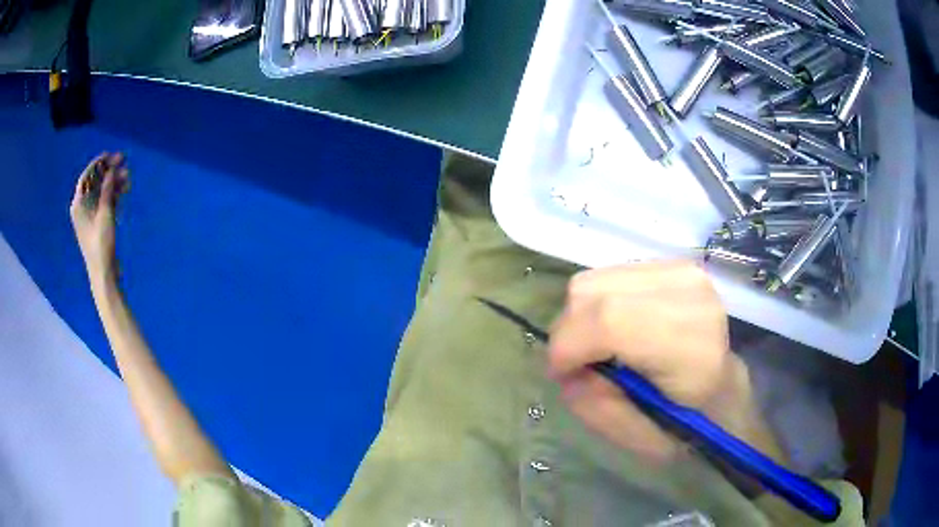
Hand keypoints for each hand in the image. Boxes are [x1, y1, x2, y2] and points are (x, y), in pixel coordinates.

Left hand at [70, 152, 129, 287]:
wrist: (103, 273)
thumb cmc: (101, 244)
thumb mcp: (105, 214)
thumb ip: (107, 190)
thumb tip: (110, 170)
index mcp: (78, 204)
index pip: (87, 177)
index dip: (98, 164)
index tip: (111, 156)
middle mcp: (82, 207)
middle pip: (95, 183)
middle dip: (109, 173)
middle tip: (124, 163)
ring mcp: (90, 216)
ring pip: (102, 192)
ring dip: (114, 184)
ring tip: (128, 180)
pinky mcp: (97, 223)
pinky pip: (105, 202)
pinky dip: (114, 196)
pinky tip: (124, 193)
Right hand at [548, 262, 766, 461]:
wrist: (727, 392)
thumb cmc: (690, 425)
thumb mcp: (640, 441)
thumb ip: (596, 408)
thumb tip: (566, 371)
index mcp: (692, 349)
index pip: (609, 321)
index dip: (568, 346)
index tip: (561, 374)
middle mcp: (690, 296)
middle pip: (591, 292)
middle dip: (569, 332)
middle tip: (581, 365)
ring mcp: (684, 272)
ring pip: (595, 280)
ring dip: (583, 318)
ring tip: (601, 347)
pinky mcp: (674, 264)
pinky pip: (611, 276)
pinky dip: (599, 304)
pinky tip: (619, 328)